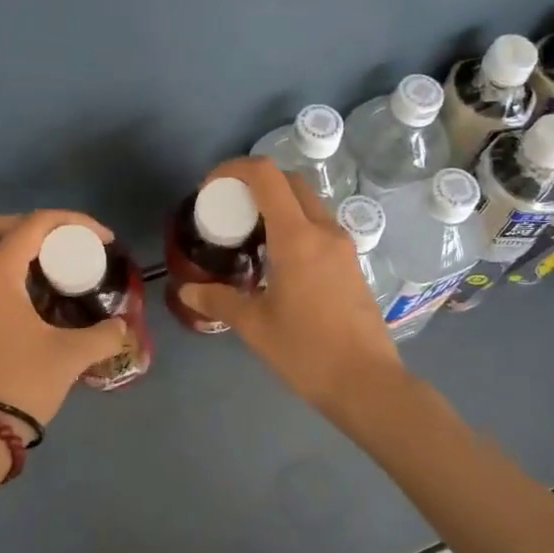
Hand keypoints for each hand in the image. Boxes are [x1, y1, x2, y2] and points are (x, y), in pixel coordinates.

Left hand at [0, 211, 131, 430]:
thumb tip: (122, 327)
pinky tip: (27, 294)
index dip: (73, 222)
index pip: (33, 225)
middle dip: (26, 225)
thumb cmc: (21, 383)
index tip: (103, 239)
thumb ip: (104, 334)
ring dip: (8, 247)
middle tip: (59, 243)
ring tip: (46, 266)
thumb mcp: (71, 356)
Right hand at [177, 159, 404, 416]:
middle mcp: (324, 231)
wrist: (366, 382)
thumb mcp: (254, 325)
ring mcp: (343, 246)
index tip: (211, 187)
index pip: (266, 176)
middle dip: (256, 184)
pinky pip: (320, 228)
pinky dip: (295, 225)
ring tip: (250, 235)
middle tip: (229, 210)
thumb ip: (218, 301)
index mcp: (297, 237)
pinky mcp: (352, 264)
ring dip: (278, 205)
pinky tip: (277, 260)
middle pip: (290, 182)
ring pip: (308, 204)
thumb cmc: (306, 351)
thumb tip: (186, 291)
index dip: (234, 169)